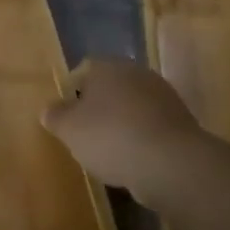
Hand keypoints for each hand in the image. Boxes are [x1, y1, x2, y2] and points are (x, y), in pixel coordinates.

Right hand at [41, 57, 205, 202]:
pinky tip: (132, 161)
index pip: (83, 70)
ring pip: (131, 107)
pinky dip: (140, 139)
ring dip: (120, 124)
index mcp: (108, 67)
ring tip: (108, 152)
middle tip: (84, 134)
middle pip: (110, 87)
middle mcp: (137, 73)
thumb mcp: (69, 129)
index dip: (71, 91)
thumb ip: (55, 116)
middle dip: (97, 108)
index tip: (65, 116)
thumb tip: (49, 109)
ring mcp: (163, 96)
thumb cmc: (111, 137)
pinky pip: (150, 127)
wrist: (170, 163)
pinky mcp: (180, 122)